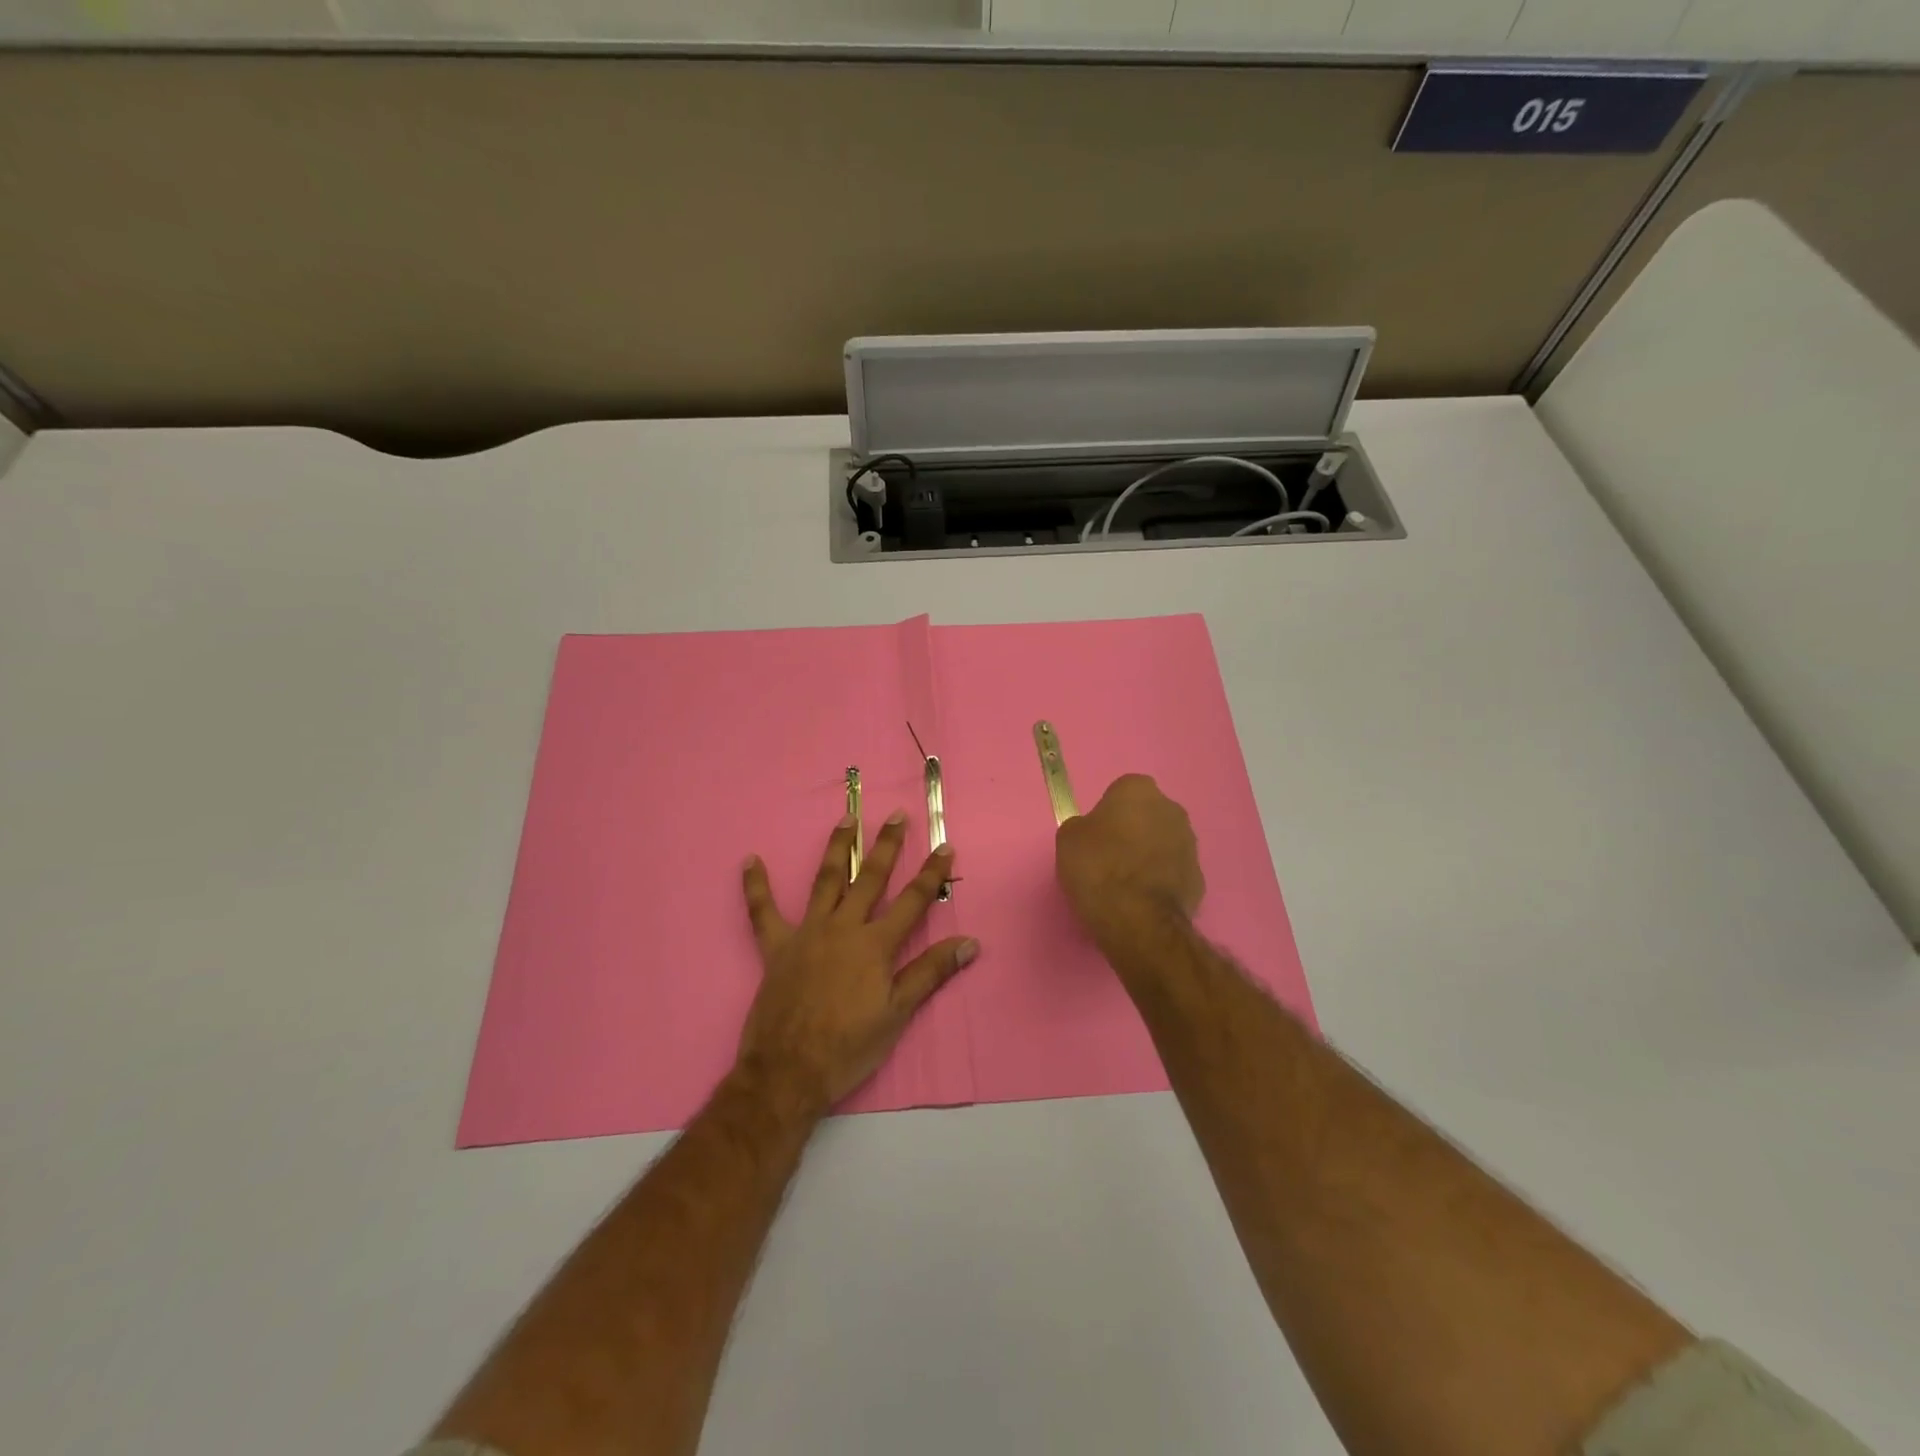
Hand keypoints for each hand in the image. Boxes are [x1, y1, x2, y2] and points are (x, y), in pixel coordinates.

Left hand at [738, 811, 978, 1112]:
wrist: (789, 1072)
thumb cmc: (849, 1047)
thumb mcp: (898, 1013)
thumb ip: (931, 972)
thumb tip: (970, 943)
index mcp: (875, 945)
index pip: (913, 901)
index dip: (931, 874)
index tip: (945, 846)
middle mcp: (843, 928)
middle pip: (869, 878)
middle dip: (885, 845)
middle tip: (895, 815)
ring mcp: (807, 933)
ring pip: (825, 881)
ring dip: (837, 848)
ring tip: (846, 819)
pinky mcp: (776, 947)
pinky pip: (763, 912)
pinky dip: (756, 886)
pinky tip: (750, 860)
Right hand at [1056, 774, 1204, 944]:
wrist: (1138, 919)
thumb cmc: (1098, 868)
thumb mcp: (1068, 839)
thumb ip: (1084, 826)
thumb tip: (1093, 833)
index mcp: (1138, 790)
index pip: (1120, 792)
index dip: (1106, 814)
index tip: (1095, 837)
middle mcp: (1171, 809)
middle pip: (1147, 815)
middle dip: (1133, 831)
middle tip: (1109, 857)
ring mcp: (1190, 843)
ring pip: (1163, 842)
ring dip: (1149, 855)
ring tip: (1125, 883)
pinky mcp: (1199, 877)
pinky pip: (1173, 872)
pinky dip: (1160, 881)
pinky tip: (1142, 900)